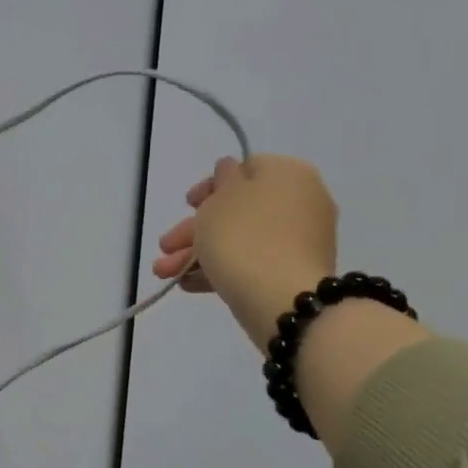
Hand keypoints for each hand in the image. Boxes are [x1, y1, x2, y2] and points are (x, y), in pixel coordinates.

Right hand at [151, 154, 337, 348]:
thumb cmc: (243, 237)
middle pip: (237, 210)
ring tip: (165, 274)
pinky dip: (221, 268)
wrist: (281, 299)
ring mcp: (300, 240)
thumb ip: (222, 179)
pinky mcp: (294, 272)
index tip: (188, 204)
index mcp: (289, 174)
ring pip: (240, 239)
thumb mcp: (219, 200)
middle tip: (166, 246)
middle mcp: (302, 202)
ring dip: (198, 253)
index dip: (211, 185)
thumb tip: (230, 171)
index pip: (246, 168)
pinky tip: (189, 284)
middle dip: (194, 230)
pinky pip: (252, 262)